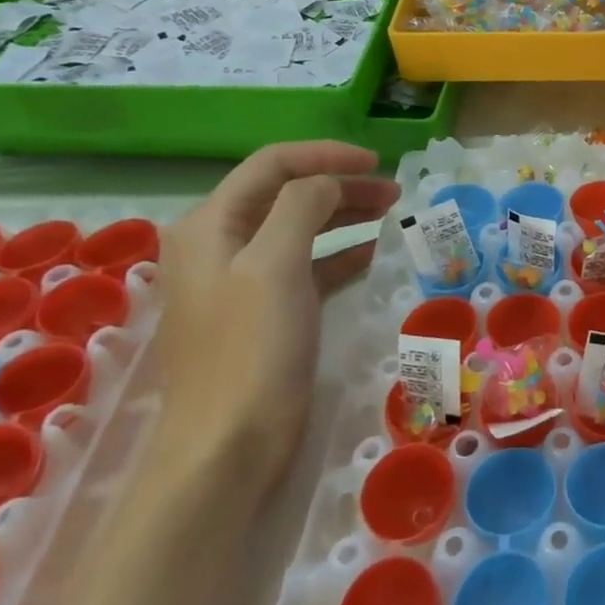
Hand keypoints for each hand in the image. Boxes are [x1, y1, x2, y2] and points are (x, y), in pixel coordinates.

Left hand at [153, 142, 399, 495]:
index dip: (326, 156)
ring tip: (390, 212)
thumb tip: (329, 182)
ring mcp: (240, 281)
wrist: (226, 448)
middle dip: (341, 185)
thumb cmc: (251, 348)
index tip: (377, 162)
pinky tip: (371, 252)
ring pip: (299, 227)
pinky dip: (338, 252)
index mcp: (211, 225)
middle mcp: (219, 245)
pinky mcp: (263, 313)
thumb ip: (302, 206)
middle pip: (287, 193)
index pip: (272, 165)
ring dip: (343, 215)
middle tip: (393, 191)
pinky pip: (305, 265)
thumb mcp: (275, 263)